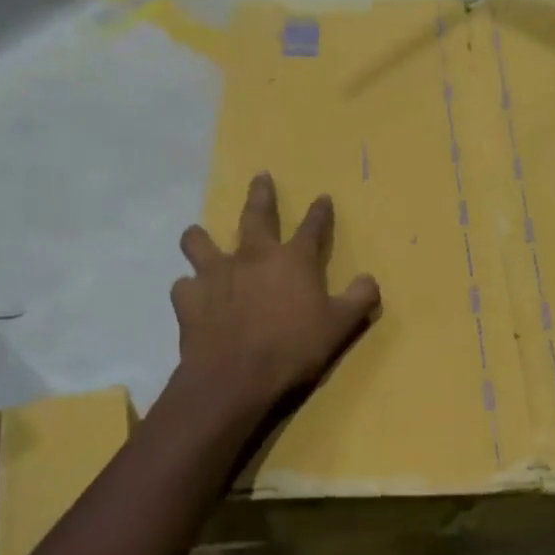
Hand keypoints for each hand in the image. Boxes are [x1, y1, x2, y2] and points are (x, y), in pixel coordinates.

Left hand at [172, 173, 380, 419]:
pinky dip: (189, 289)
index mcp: (293, 261)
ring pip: (200, 242)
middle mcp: (252, 257)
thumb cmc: (293, 349)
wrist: (235, 377)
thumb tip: (370, 280)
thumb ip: (358, 300)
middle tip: (261, 177)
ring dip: (200, 237)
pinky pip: (184, 286)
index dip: (319, 212)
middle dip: (261, 194)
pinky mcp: (189, 299)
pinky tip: (192, 297)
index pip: (312, 228)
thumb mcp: (339, 327)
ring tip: (198, 236)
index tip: (322, 197)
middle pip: (255, 215)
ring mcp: (216, 274)